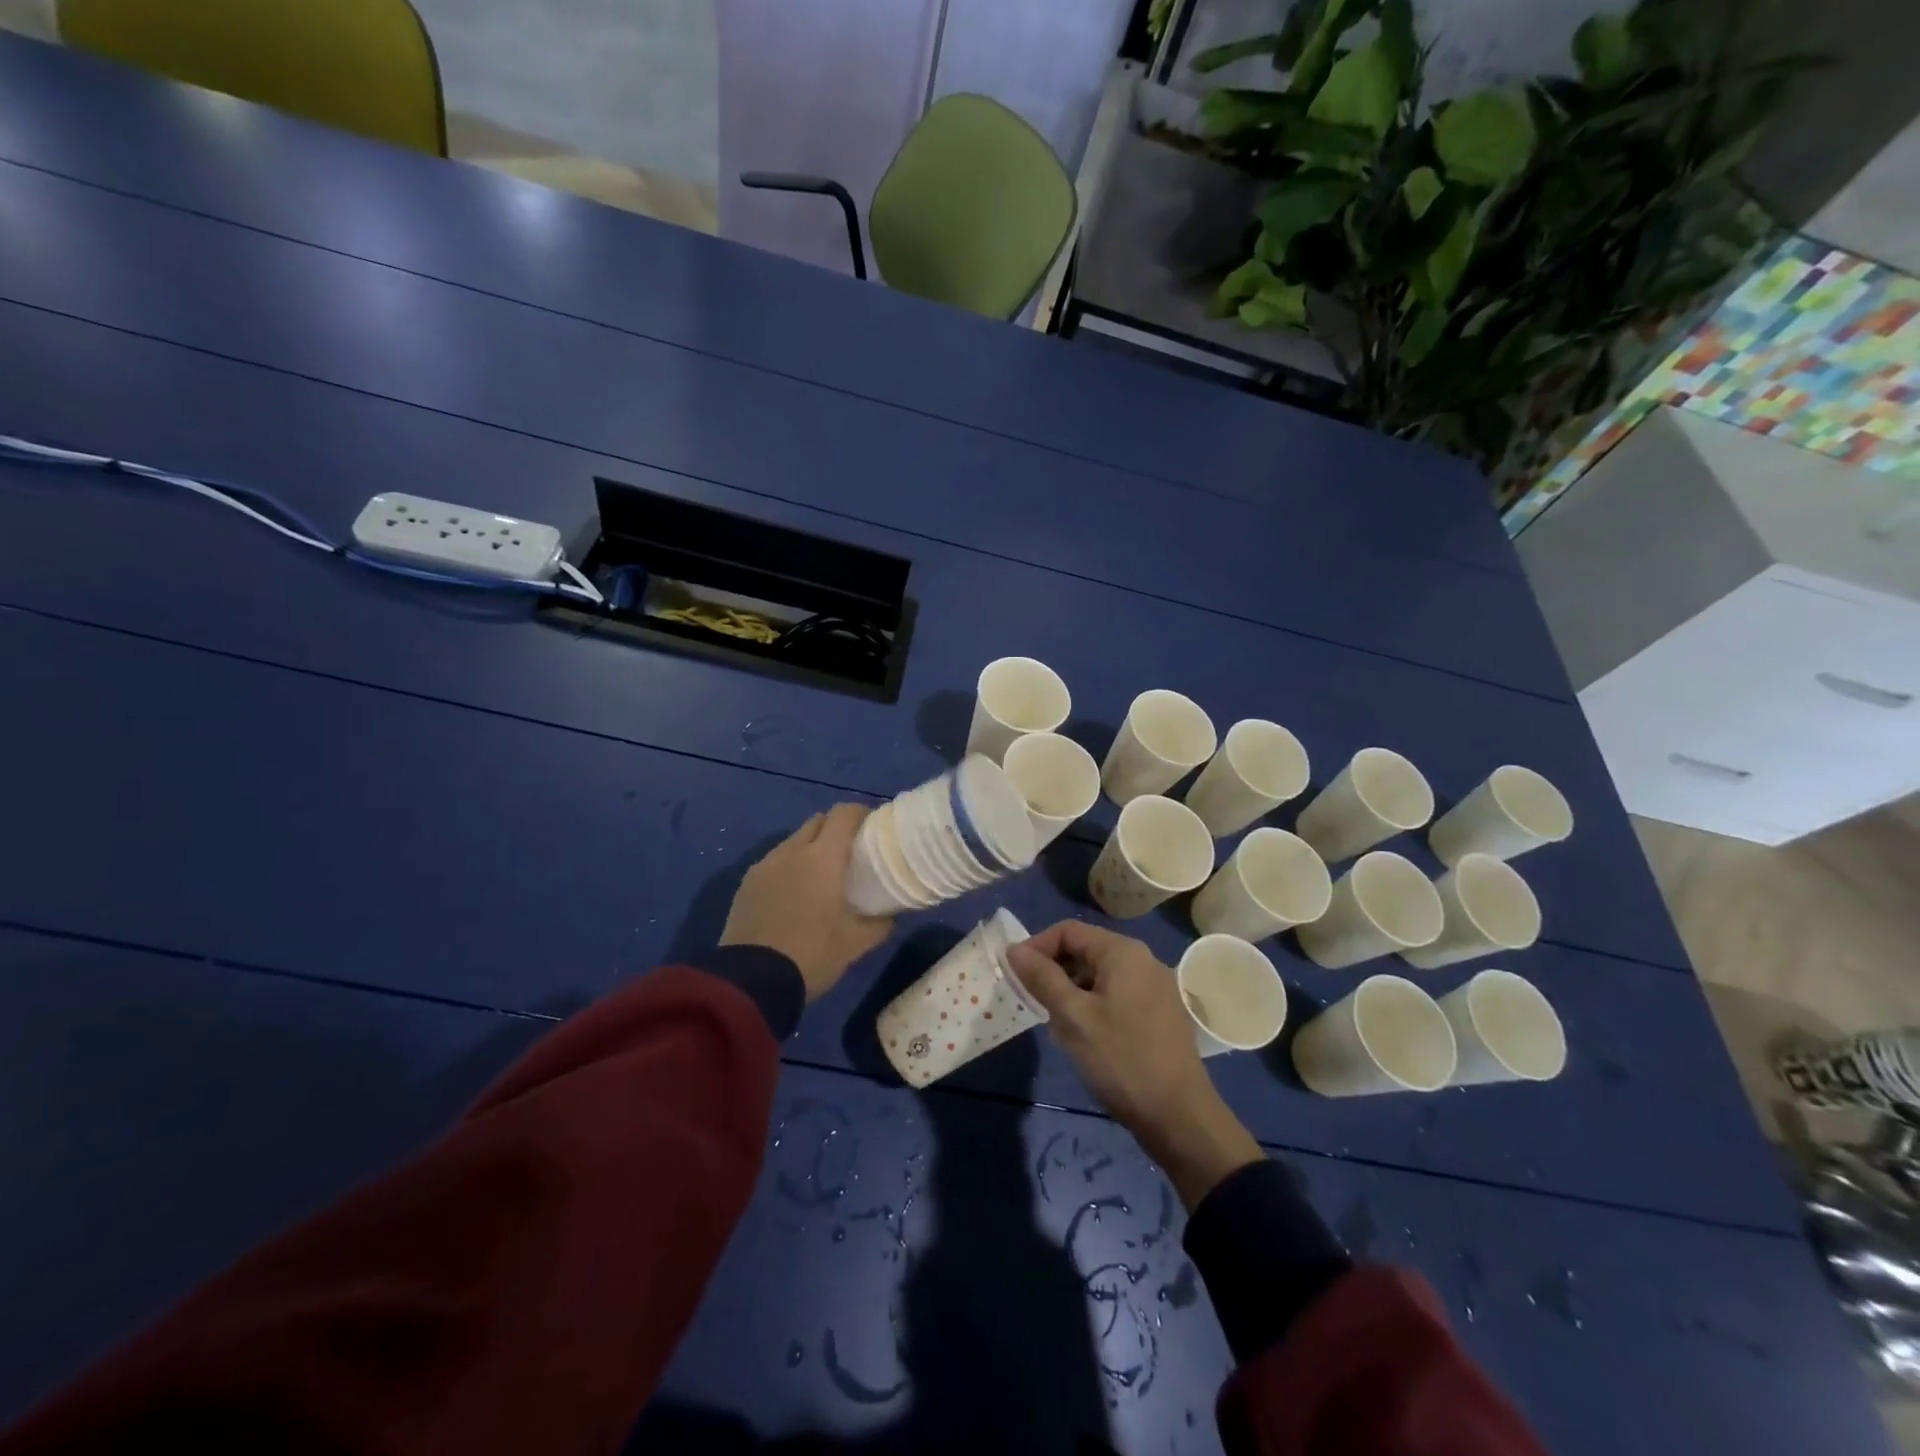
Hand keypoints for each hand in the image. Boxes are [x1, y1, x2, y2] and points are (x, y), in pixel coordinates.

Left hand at [721, 805, 892, 1001]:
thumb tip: (892, 916)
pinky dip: (788, 867)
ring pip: (793, 841)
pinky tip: (793, 895)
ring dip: (810, 848)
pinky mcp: (746, 883)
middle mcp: (792, 851)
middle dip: (835, 829)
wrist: (752, 981)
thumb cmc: (812, 954)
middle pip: (817, 821)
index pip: (844, 814)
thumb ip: (879, 924)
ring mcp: (765, 865)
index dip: (860, 814)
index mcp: (823, 857)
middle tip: (850, 853)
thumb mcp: (855, 944)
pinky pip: (774, 862)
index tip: (873, 827)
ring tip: (821, 876)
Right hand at [1008, 921, 1261, 1208]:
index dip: (1037, 947)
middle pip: (1085, 950)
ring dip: (1072, 993)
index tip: (1016, 975)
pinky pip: (1116, 995)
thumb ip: (1043, 978)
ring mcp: (1155, 987)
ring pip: (1099, 976)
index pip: (1068, 931)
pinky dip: (1093, 1007)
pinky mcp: (1160, 1013)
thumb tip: (1014, 949)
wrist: (1180, 1117)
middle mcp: (1143, 960)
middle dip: (1054, 973)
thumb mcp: (1074, 1018)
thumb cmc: (1122, 1060)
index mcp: (1123, 952)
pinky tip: (1084, 1038)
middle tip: (1034, 1004)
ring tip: (1057, 1027)